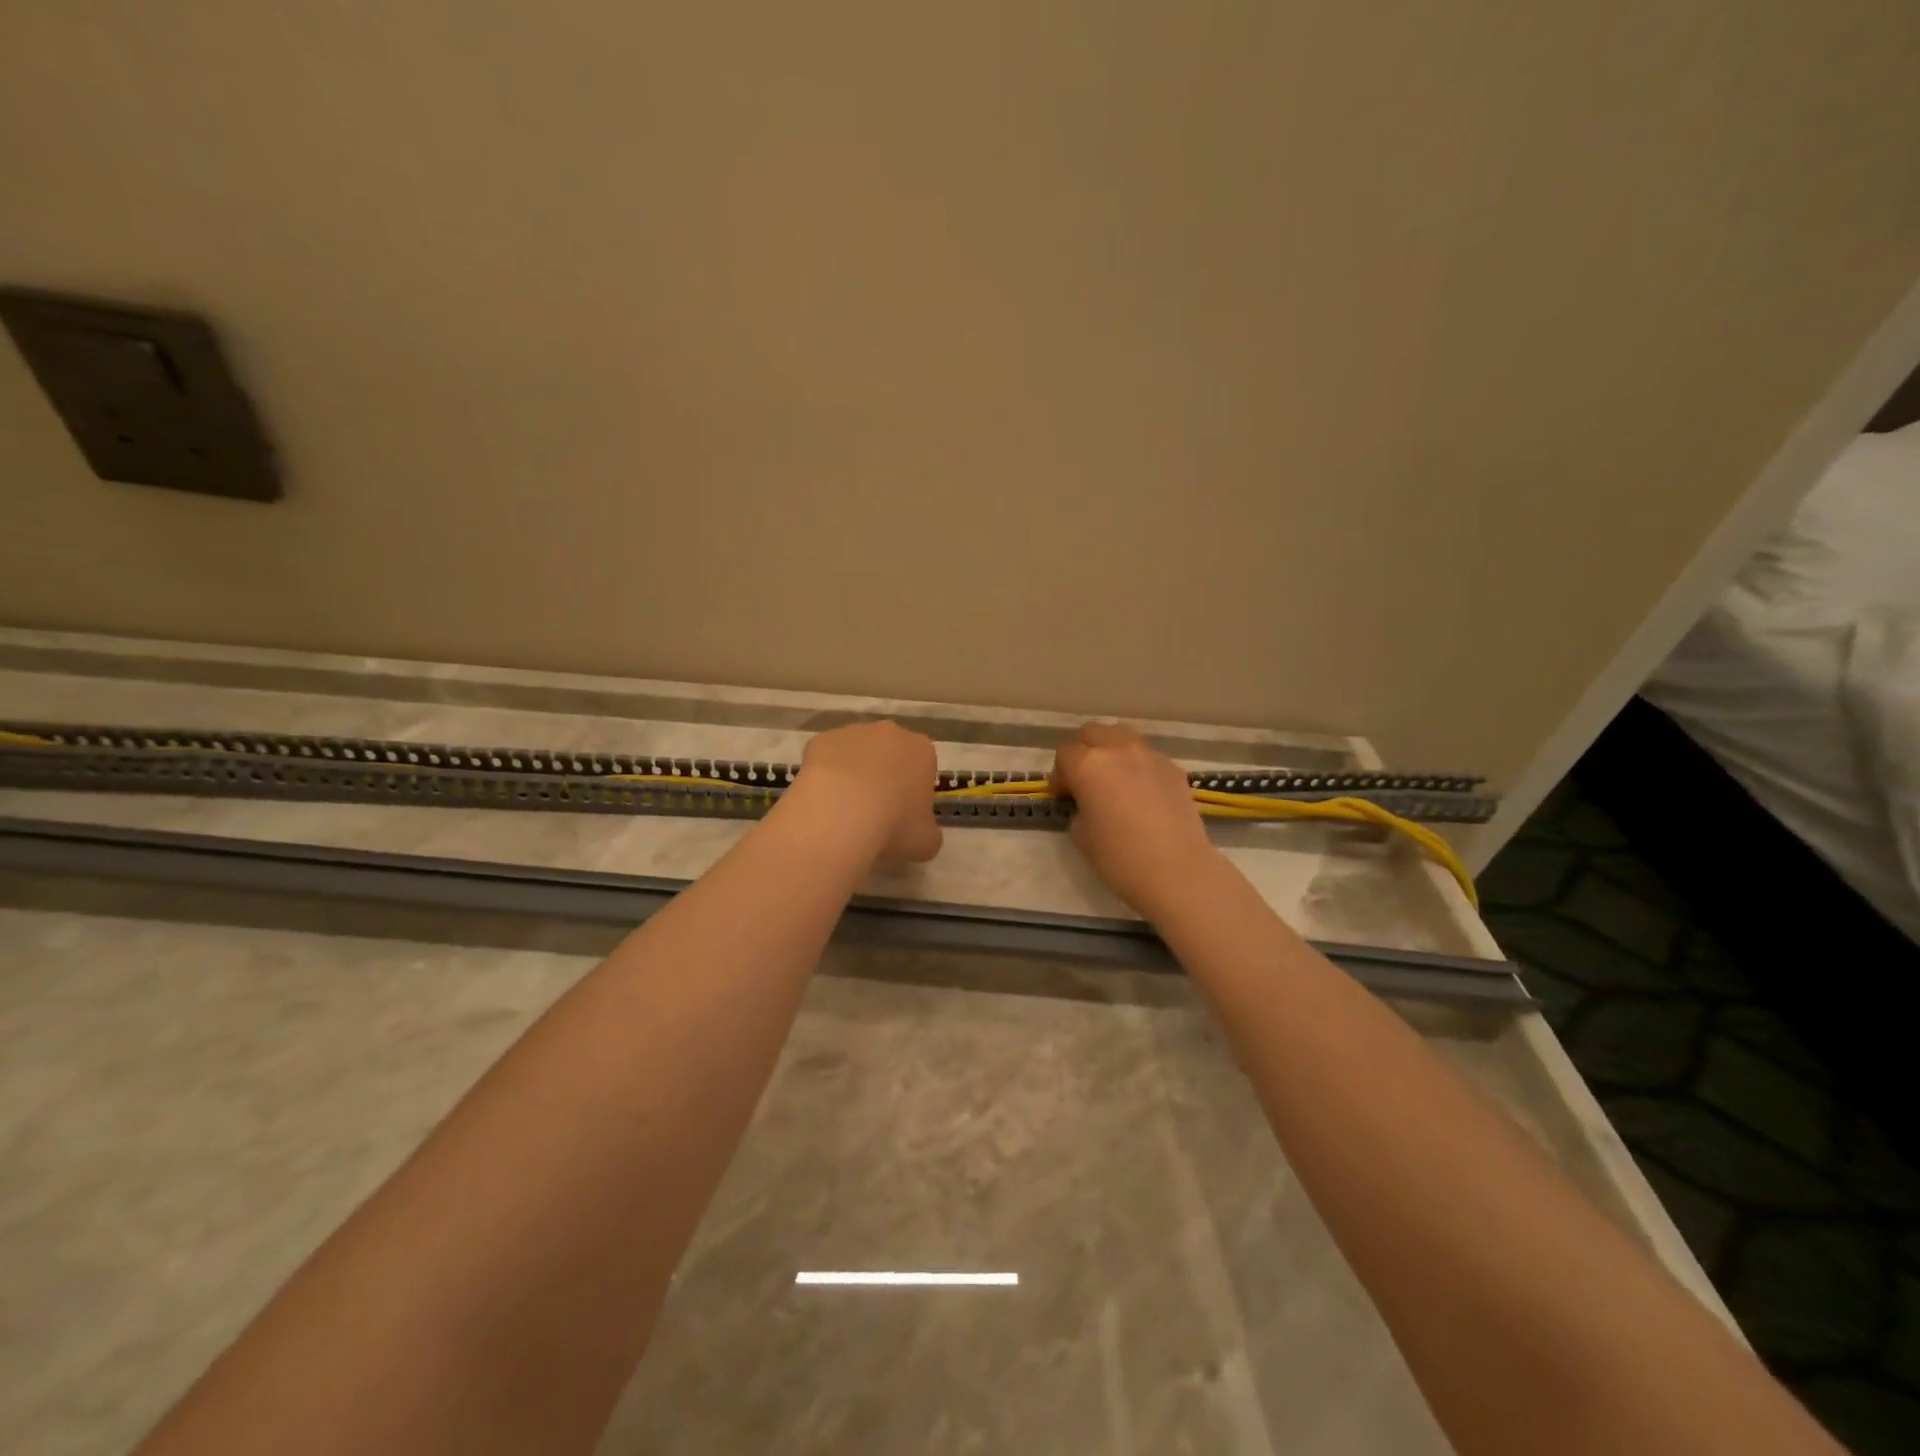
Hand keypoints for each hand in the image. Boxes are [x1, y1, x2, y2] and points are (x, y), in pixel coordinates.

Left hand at [790, 720, 942, 864]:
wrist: (840, 817)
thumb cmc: (895, 826)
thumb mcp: (927, 841)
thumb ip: (927, 830)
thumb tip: (918, 831)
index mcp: (922, 751)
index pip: (923, 768)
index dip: (913, 792)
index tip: (904, 816)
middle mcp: (890, 733)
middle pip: (889, 754)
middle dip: (884, 777)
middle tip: (875, 812)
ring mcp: (851, 732)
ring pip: (856, 753)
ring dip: (853, 774)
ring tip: (844, 811)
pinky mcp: (820, 740)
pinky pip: (825, 759)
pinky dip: (825, 777)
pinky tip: (823, 802)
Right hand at [1050, 722, 1221, 919]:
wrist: (1177, 870)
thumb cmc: (1120, 858)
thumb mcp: (1081, 836)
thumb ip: (1080, 808)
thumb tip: (1089, 803)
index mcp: (1088, 765)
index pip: (1065, 754)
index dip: (1060, 775)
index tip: (1063, 796)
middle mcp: (1118, 750)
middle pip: (1092, 733)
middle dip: (1083, 751)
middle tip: (1084, 780)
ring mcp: (1149, 756)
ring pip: (1122, 735)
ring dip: (1111, 749)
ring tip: (1113, 777)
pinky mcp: (1173, 768)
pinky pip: (1147, 755)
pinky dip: (1137, 765)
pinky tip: (1141, 793)